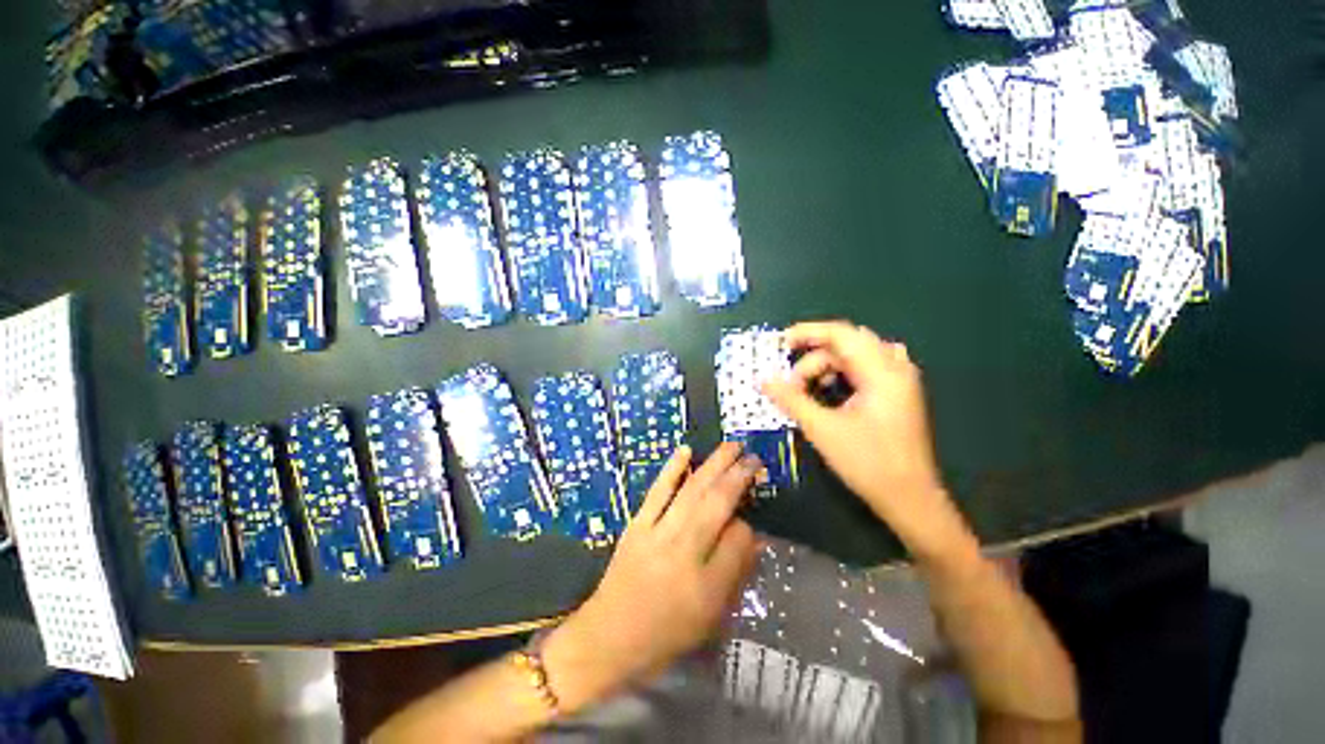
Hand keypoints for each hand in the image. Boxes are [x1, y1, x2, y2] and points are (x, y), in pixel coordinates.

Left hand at [542, 443, 759, 711]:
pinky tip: (686, 451)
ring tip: (731, 446)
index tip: (750, 512)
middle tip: (753, 456)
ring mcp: (658, 531)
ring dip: (713, 464)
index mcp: (706, 581)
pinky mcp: (638, 523)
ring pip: (692, 490)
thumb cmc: (667, 632)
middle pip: (716, 503)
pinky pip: (658, 491)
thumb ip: (734, 572)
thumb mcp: (711, 615)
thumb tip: (751, 535)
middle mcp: (684, 549)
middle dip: (737, 475)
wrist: (611, 634)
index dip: (748, 523)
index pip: (738, 538)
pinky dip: (672, 469)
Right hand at [762, 321, 970, 557]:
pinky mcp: (896, 394)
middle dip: (813, 356)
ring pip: (855, 357)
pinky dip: (840, 374)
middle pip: (848, 344)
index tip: (780, 343)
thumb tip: (763, 380)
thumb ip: (791, 399)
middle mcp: (894, 369)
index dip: (808, 333)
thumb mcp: (822, 429)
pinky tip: (828, 391)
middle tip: (790, 377)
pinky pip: (864, 369)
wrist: (909, 499)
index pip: (842, 334)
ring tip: (806, 389)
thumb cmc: (867, 463)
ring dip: (826, 367)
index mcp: (882, 373)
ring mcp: (899, 381)